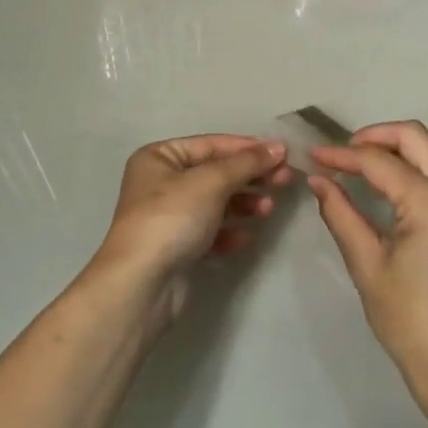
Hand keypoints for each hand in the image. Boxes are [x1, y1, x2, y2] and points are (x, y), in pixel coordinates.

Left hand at [87, 135, 293, 323]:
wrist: (142, 283)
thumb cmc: (172, 218)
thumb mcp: (212, 182)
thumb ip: (247, 162)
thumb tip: (279, 145)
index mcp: (159, 157)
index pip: (211, 144)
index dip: (248, 148)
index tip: (284, 153)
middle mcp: (160, 182)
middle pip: (215, 173)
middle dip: (250, 177)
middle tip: (286, 180)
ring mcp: (168, 216)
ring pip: (215, 203)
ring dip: (244, 204)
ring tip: (268, 210)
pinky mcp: (176, 247)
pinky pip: (210, 231)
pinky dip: (229, 232)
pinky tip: (245, 238)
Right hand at [309, 121, 427, 384]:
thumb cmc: (405, 316)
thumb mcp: (365, 262)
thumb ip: (340, 212)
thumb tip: (318, 180)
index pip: (378, 161)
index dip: (342, 155)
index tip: (315, 156)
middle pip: (417, 136)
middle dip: (377, 136)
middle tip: (346, 152)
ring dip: (406, 145)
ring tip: (373, 162)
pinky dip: (427, 163)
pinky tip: (404, 184)